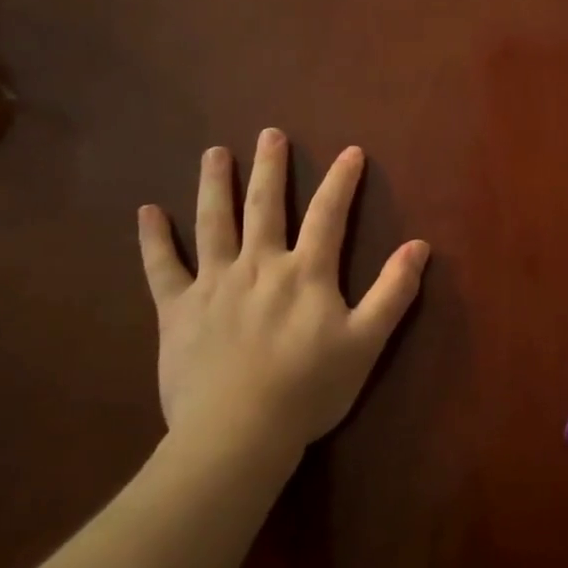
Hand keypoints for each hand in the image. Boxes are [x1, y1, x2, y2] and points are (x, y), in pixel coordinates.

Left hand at [137, 131, 428, 471]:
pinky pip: (161, 267)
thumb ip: (394, 291)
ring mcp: (214, 284)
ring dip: (214, 184)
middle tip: (269, 134)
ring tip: (214, 152)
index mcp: (306, 272)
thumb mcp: (367, 341)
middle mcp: (259, 265)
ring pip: (213, 223)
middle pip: (265, 206)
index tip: (351, 151)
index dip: (342, 181)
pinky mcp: (177, 310)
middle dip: (270, 168)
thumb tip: (420, 245)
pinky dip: (154, 239)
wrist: (238, 432)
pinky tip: (147, 212)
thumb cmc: (309, 388)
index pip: (329, 214)